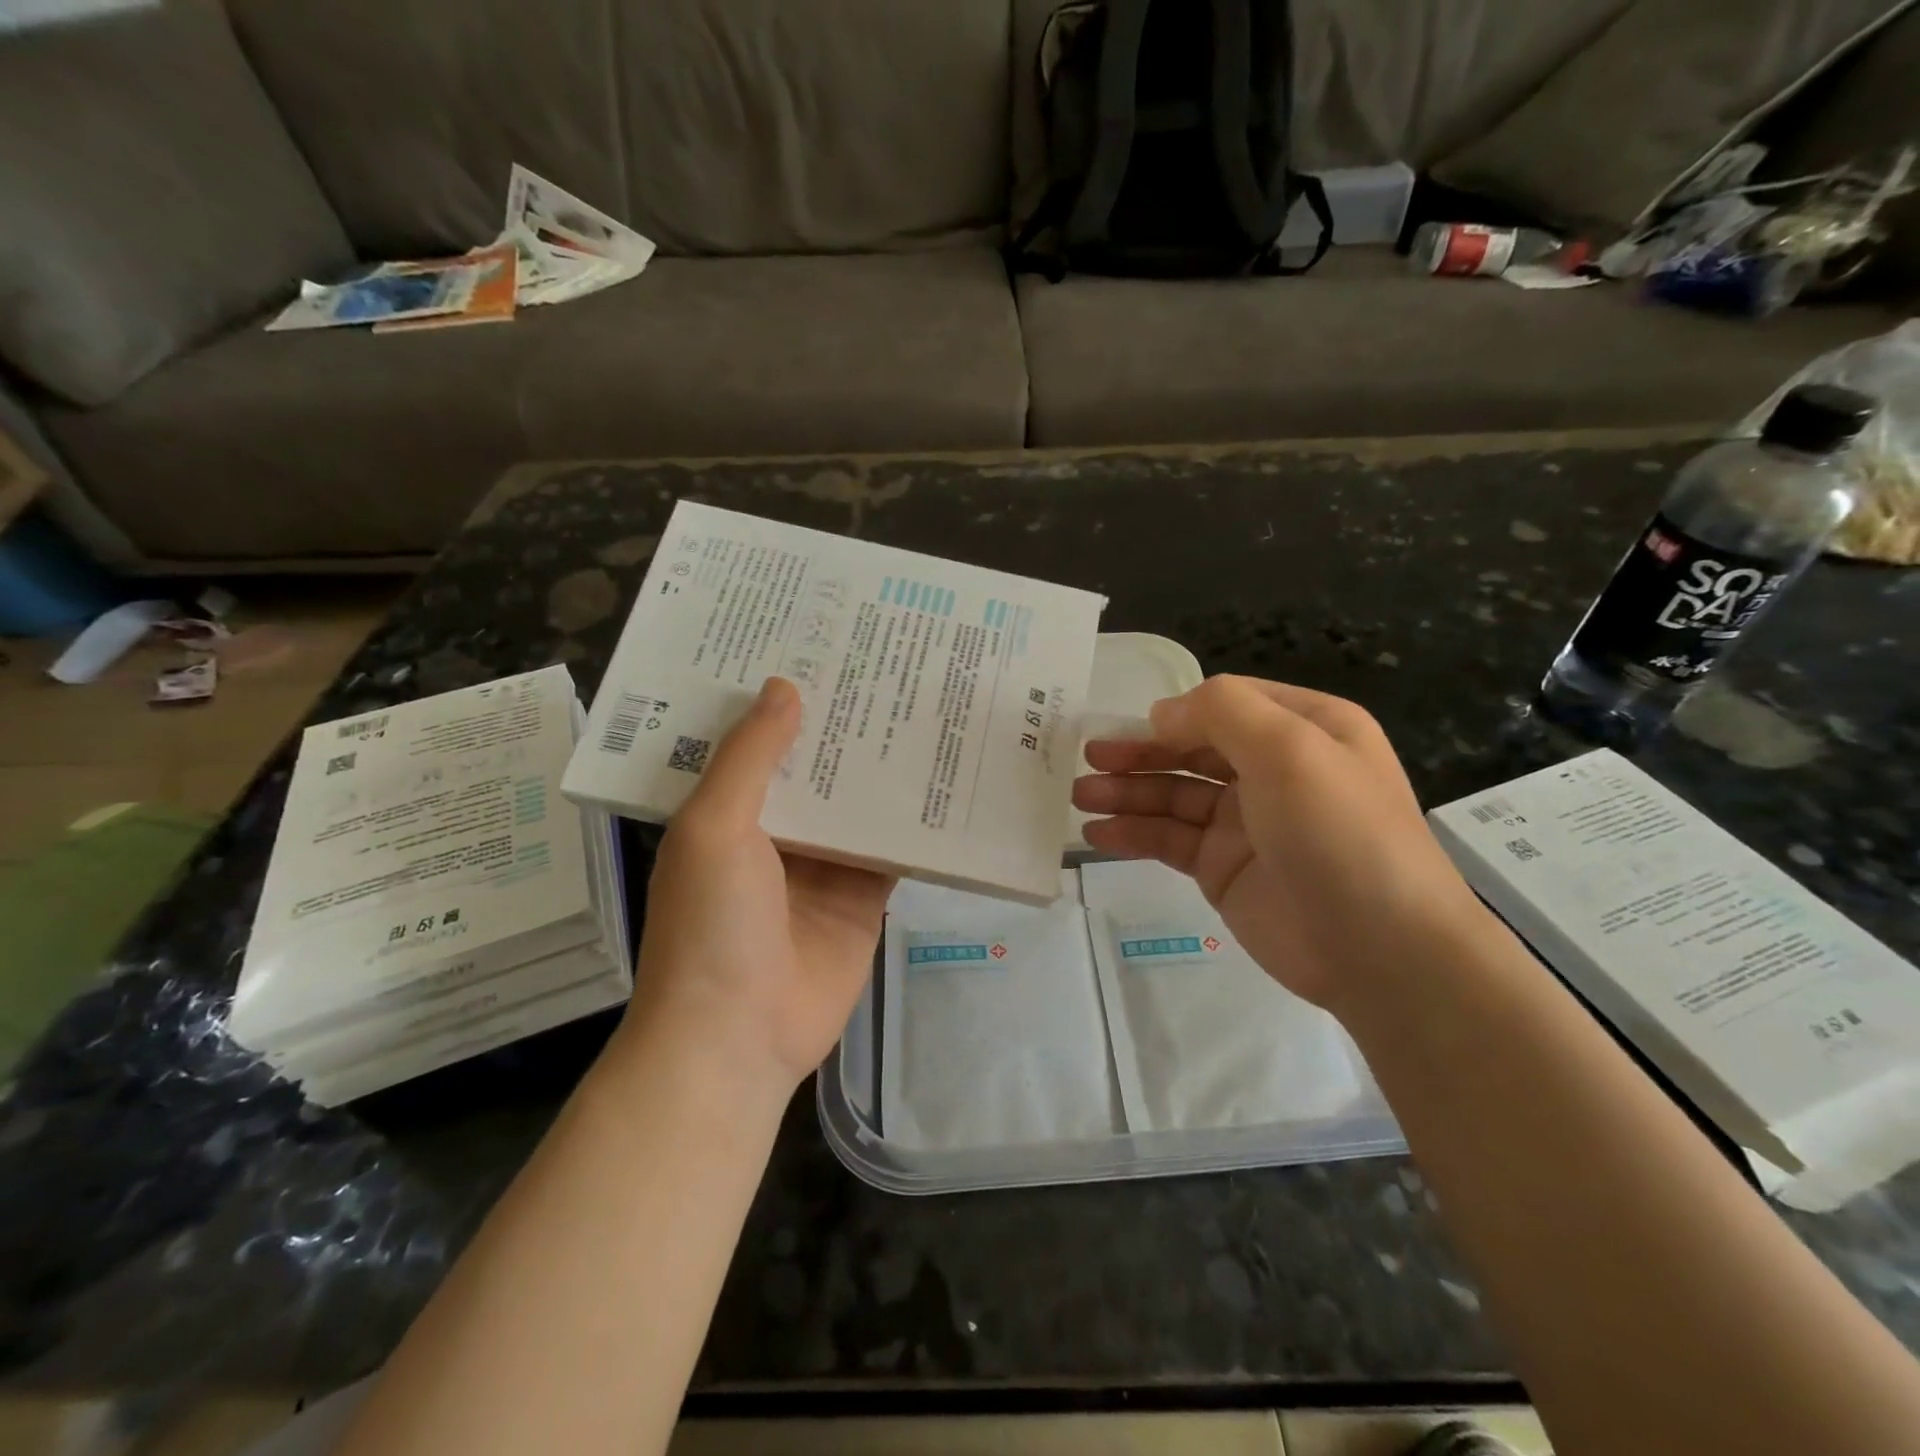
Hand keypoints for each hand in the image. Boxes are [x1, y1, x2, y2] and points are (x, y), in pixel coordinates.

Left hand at [621, 678, 892, 1095]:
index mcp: (726, 810)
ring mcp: (822, 865)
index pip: (756, 741)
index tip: (814, 647)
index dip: (780, 699)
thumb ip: (750, 757)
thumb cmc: (712, 924)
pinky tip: (944, 775)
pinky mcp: (863, 895)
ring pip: (858, 802)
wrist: (740, 1038)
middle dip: (842, 725)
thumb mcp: (715, 827)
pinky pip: (892, 848)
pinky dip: (914, 820)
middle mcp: (774, 831)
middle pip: (814, 767)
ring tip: (920, 703)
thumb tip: (784, 686)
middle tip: (882, 664)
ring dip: (881, 765)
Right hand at [1072, 676, 1484, 1013]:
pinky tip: (1096, 833)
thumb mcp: (1290, 749)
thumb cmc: (1340, 833)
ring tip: (1078, 796)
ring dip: (1126, 792)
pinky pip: (1169, 840)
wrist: (1382, 952)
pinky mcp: (1223, 868)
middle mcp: (1273, 770)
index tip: (1132, 727)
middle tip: (1088, 759)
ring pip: (1173, 795)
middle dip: (1139, 752)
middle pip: (1192, 749)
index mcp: (1304, 729)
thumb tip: (1163, 714)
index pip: (1226, 704)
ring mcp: (1245, 822)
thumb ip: (1222, 712)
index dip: (1176, 712)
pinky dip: (1132, 833)